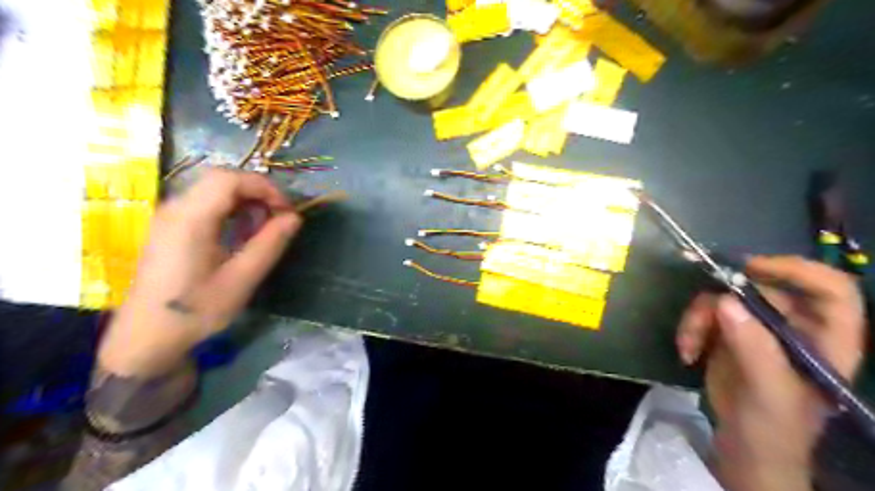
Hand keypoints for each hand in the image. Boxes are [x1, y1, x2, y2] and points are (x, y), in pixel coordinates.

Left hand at [99, 169, 302, 378]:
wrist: (146, 338)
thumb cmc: (196, 311)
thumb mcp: (241, 279)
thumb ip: (270, 244)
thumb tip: (294, 218)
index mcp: (191, 219)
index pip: (230, 179)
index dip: (265, 188)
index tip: (287, 211)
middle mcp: (175, 209)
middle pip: (221, 179)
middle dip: (257, 192)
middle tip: (279, 218)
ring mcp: (169, 216)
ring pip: (213, 189)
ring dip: (245, 200)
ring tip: (264, 227)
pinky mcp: (169, 227)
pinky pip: (204, 203)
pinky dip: (230, 209)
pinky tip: (241, 232)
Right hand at [672, 257, 862, 489]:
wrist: (744, 447)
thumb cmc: (774, 428)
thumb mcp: (770, 392)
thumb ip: (754, 347)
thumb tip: (724, 301)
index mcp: (827, 340)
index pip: (830, 290)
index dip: (796, 271)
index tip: (752, 269)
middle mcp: (794, 327)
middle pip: (761, 289)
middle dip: (724, 301)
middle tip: (699, 317)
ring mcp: (759, 329)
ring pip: (725, 299)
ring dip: (699, 319)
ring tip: (688, 345)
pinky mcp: (729, 334)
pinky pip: (705, 314)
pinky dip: (690, 328)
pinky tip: (687, 352)